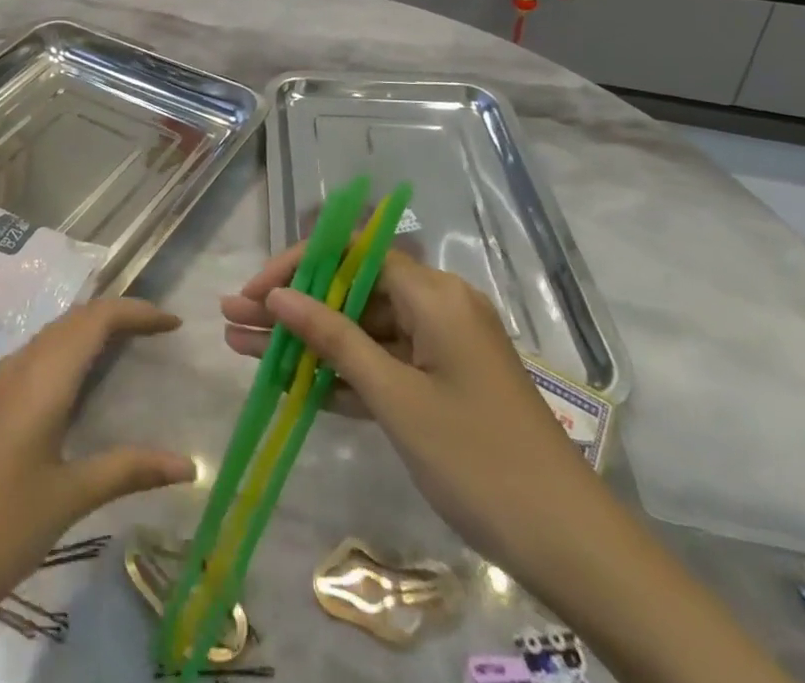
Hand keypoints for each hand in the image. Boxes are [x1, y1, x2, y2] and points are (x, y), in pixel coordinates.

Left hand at [0, 298, 196, 633]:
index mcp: (44, 377)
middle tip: (157, 332)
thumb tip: (186, 464)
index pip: (96, 319)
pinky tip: (77, 385)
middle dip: (117, 315)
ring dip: (90, 330)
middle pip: (74, 319)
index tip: (173, 323)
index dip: (136, 312)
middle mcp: (21, 367)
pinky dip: (68, 351)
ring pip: (52, 335)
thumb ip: (127, 470)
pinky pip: (37, 356)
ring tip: (126, 347)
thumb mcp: (68, 499)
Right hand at [221, 247, 596, 565]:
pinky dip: (337, 372)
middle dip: (291, 305)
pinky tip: (287, 379)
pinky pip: (378, 364)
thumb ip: (333, 340)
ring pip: (358, 330)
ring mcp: (438, 348)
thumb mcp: (395, 397)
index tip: (256, 290)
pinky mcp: (439, 384)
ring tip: (241, 345)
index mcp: (435, 295)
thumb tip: (277, 295)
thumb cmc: (478, 460)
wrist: (572, 550)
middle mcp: (436, 307)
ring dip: (305, 341)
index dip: (299, 265)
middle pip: (350, 291)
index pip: (352, 254)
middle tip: (232, 316)